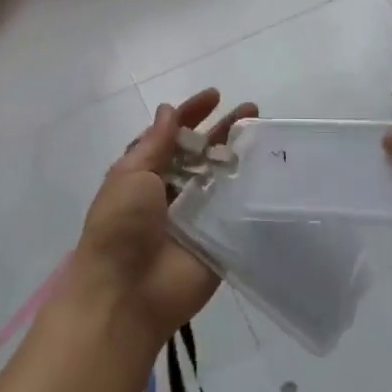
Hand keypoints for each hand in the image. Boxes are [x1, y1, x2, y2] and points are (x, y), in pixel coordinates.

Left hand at [69, 88, 257, 347]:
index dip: (190, 114)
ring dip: (240, 156)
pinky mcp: (218, 240)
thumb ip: (155, 144)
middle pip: (200, 153)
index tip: (215, 95)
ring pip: (221, 178)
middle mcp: (171, 192)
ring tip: (264, 134)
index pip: (170, 135)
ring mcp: (196, 216)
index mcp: (143, 174)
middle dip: (223, 130)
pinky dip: (250, 191)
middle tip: (251, 111)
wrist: (126, 296)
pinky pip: (236, 211)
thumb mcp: (130, 176)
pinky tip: (271, 171)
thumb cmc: (120, 228)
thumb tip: (168, 110)